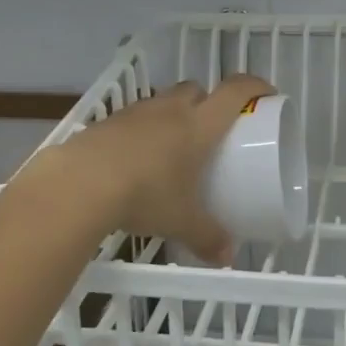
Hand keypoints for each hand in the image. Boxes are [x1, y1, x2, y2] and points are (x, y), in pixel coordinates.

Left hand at [56, 74, 275, 264]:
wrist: (79, 184)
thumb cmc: (145, 194)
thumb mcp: (181, 221)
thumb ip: (207, 237)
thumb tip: (226, 258)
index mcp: (199, 124)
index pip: (235, 91)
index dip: (255, 86)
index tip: (267, 95)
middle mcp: (171, 109)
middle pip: (198, 89)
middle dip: (209, 101)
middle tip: (212, 129)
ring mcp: (137, 111)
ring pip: (165, 100)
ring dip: (174, 114)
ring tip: (173, 146)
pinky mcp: (108, 121)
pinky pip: (136, 117)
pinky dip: (144, 129)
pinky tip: (137, 158)